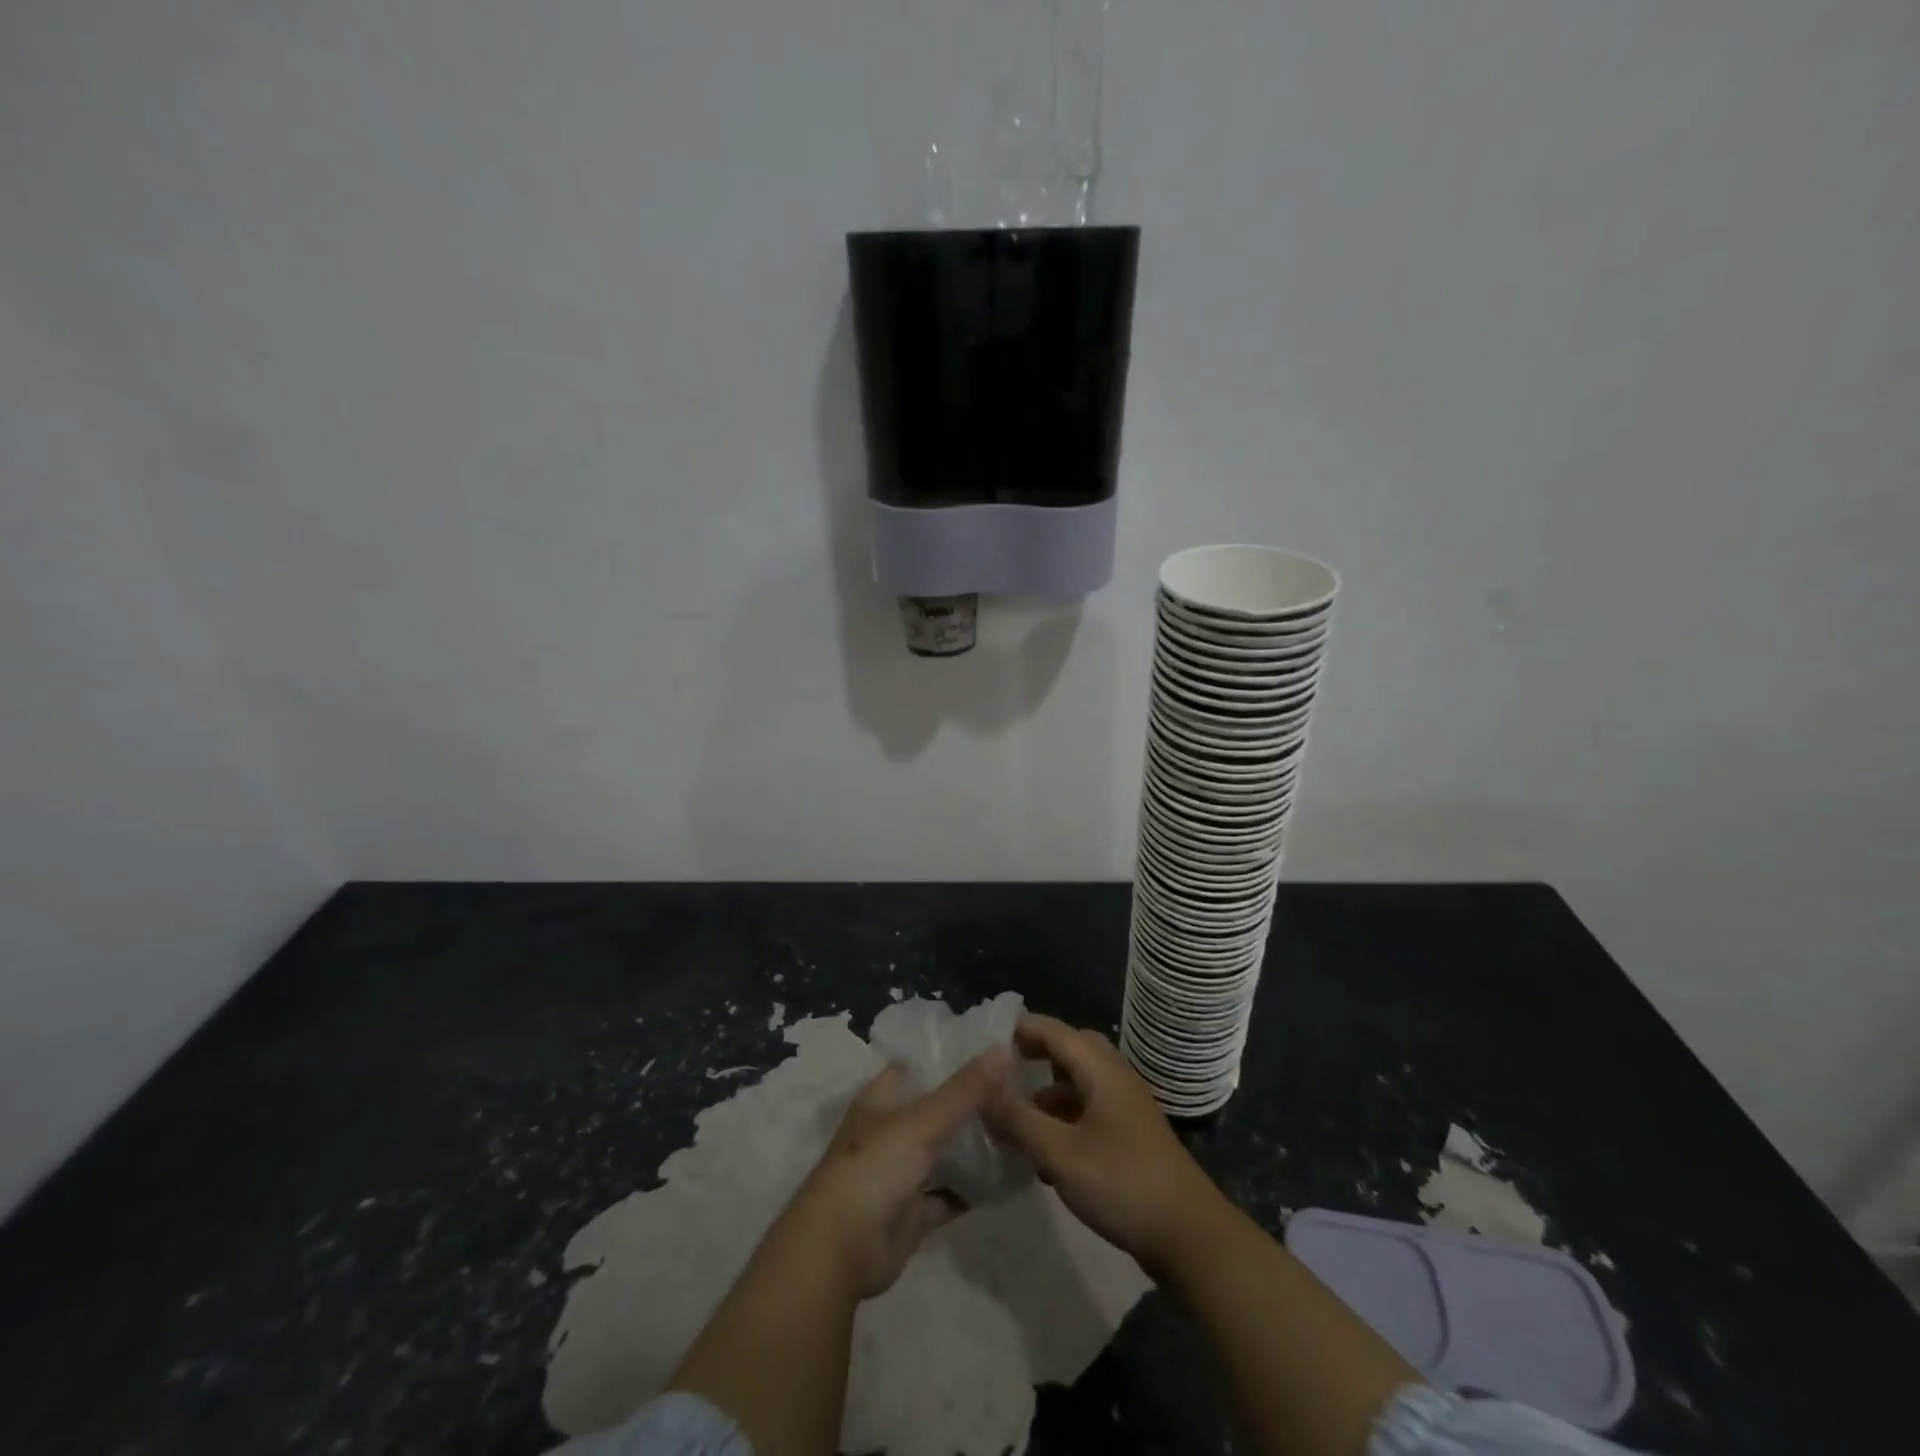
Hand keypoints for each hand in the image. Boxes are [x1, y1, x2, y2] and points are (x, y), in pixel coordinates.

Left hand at [778, 1047, 1012, 1299]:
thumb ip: (964, 1089)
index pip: (917, 1065)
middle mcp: (890, 1130)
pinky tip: (1008, 1177)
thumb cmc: (873, 1169)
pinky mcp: (912, 1212)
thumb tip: (1004, 1048)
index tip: (991, 1048)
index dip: (948, 1055)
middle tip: (1017, 1089)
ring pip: (944, 1151)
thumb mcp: (922, 1121)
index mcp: (882, 1099)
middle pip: (935, 1108)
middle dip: (969, 1101)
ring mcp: (901, 1171)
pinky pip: (949, 1194)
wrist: (840, 1251)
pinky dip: (973, 1188)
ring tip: (1019, 1127)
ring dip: (973, 1144)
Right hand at [984, 1014, 1224, 1270]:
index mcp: (1102, 1071)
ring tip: (1015, 1117)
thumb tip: (981, 1089)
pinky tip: (1044, 1155)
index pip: (1056, 1031)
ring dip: (1048, 1092)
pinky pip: (1090, 1111)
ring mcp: (1126, 1109)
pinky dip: (1064, 1119)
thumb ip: (1020, 1120)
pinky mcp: (1131, 1138)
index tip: (986, 1036)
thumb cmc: (1124, 1185)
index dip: (1022, 1028)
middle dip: (1036, 1054)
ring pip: (1080, 1083)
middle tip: (1002, 1070)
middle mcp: (1116, 1080)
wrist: (1190, 1237)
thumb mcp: (1062, 1154)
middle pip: (1072, 1050)